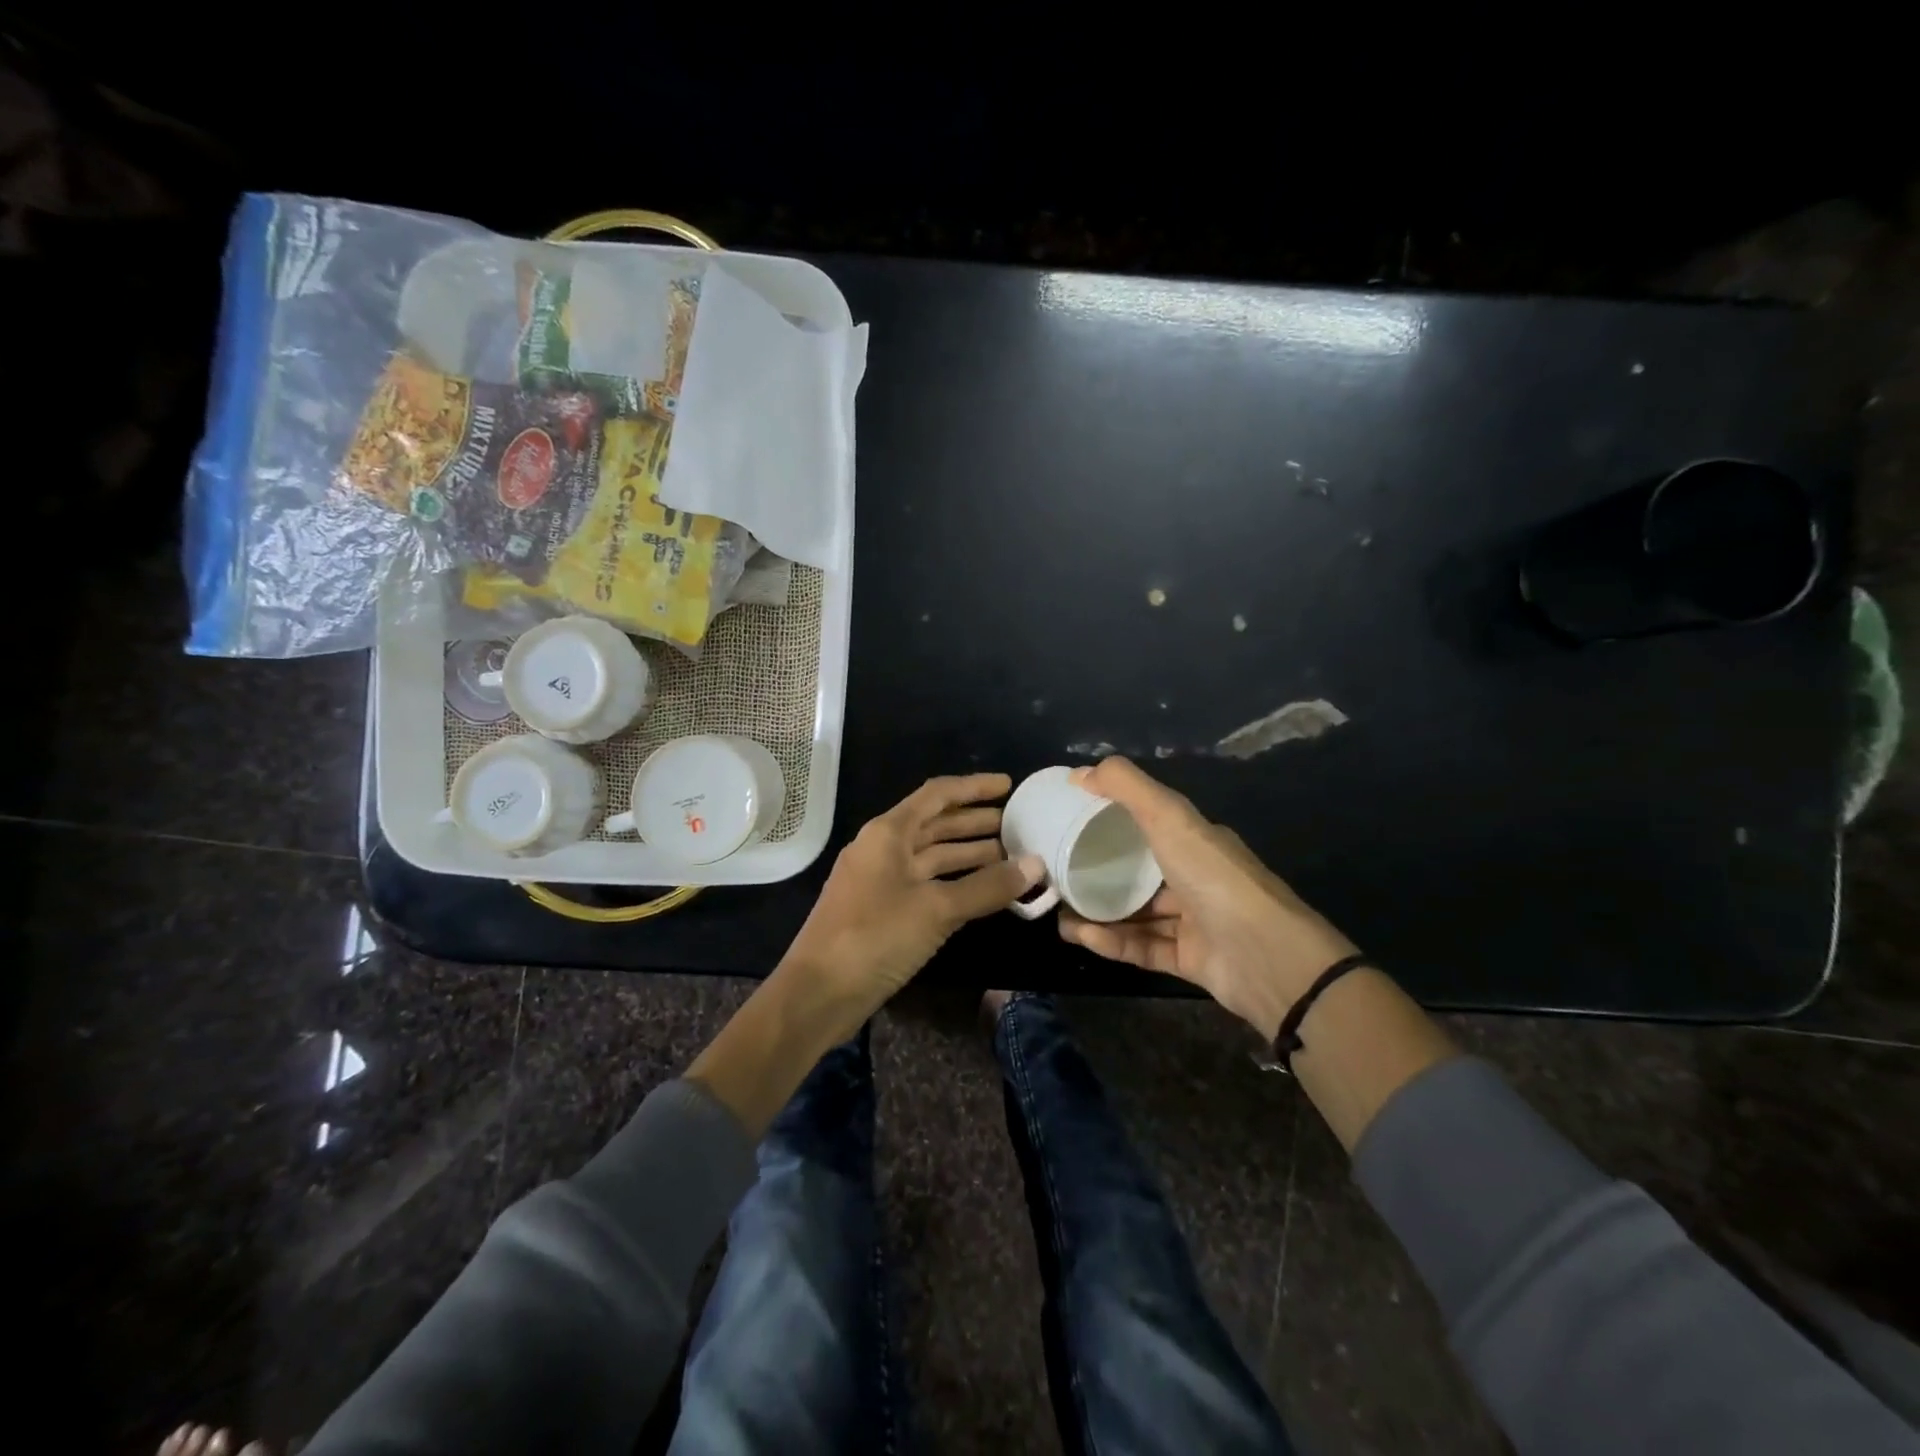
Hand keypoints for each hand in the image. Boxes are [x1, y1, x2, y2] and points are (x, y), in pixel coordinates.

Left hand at [780, 773, 1042, 1026]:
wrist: (818, 993)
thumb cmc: (875, 936)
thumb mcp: (936, 909)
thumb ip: (987, 887)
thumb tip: (1036, 865)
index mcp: (888, 832)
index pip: (938, 795)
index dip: (974, 787)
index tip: (1010, 786)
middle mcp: (884, 848)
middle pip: (936, 824)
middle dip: (977, 823)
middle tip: (1020, 825)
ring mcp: (882, 880)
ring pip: (933, 857)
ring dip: (970, 855)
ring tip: (1012, 856)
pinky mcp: (884, 910)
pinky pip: (927, 884)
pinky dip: (956, 883)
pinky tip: (984, 891)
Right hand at [1057, 757, 1357, 1038]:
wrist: (1267, 956)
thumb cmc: (1213, 877)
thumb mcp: (1169, 818)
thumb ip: (1126, 788)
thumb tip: (1080, 772)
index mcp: (1196, 841)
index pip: (1149, 824)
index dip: (1111, 820)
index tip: (1070, 823)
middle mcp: (1196, 878)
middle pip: (1139, 873)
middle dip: (1097, 875)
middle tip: (1057, 876)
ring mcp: (1195, 922)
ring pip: (1137, 915)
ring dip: (1097, 914)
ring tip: (1058, 914)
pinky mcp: (1190, 961)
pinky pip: (1143, 948)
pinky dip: (1113, 943)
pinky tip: (1082, 936)